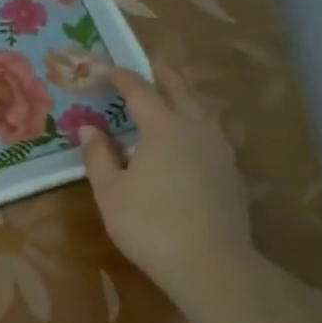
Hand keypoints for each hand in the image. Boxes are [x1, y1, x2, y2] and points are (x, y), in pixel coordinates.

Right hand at [78, 66, 254, 311]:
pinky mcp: (232, 172)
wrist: (210, 263)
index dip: (125, 78)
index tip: (111, 68)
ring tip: (179, 91)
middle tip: (155, 60)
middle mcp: (196, 129)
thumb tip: (89, 128)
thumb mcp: (110, 192)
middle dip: (166, 73)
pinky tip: (196, 136)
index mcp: (163, 128)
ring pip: (205, 109)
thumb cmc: (150, 224)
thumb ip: (99, 156)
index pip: (142, 92)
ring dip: (189, 94)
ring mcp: (219, 150)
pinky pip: (215, 133)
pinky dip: (201, 122)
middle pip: (182, 90)